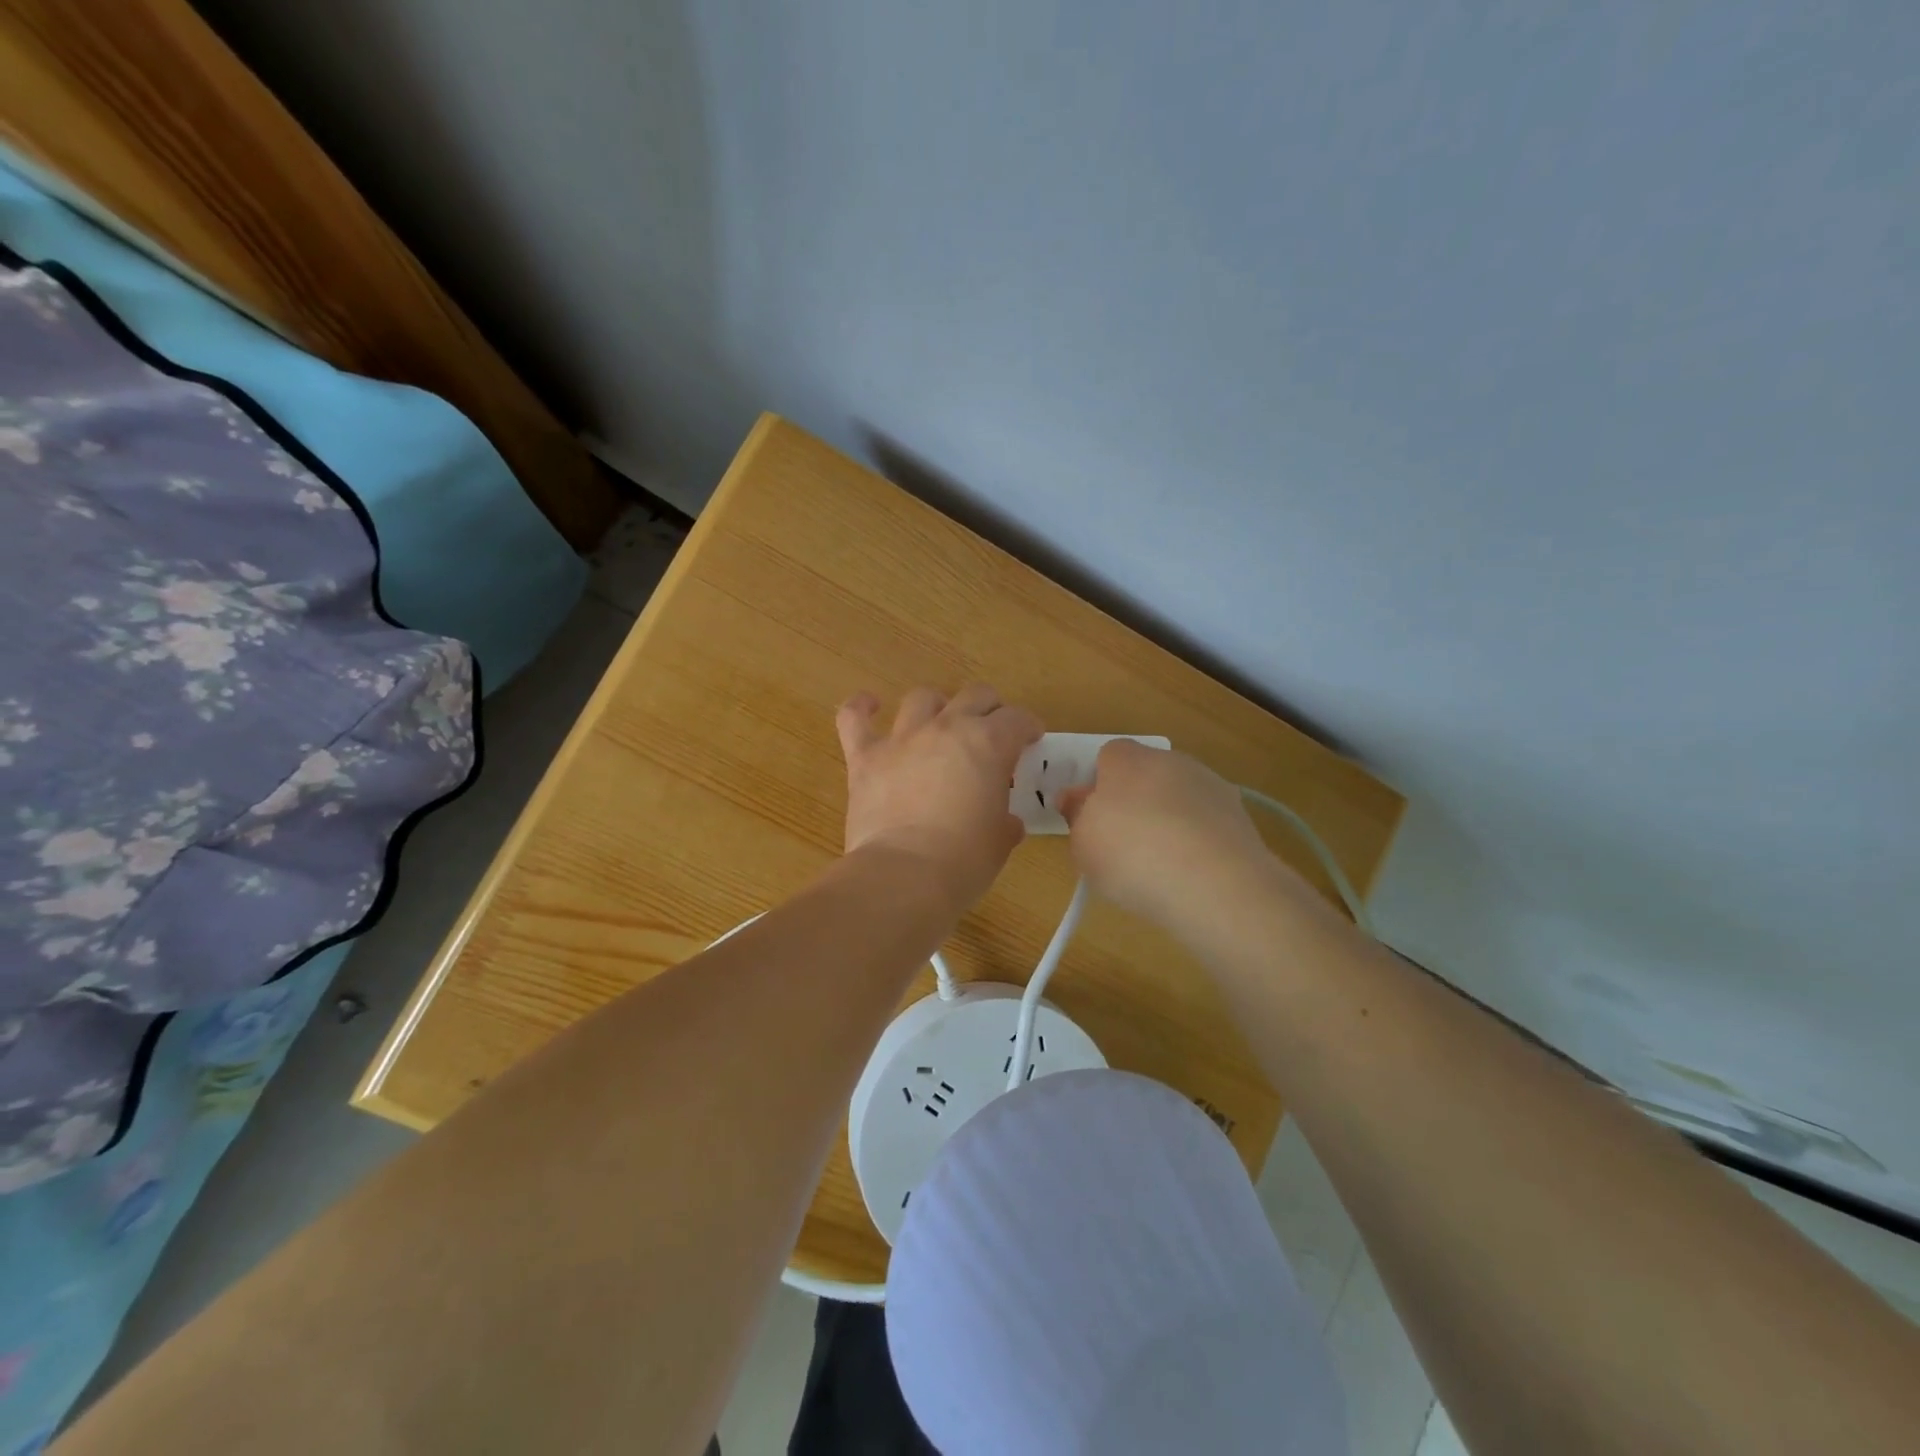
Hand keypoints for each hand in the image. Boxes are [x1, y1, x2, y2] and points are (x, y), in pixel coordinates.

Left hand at [837, 684, 1042, 906]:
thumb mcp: (1000, 840)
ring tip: (939, 722)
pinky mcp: (865, 757)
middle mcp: (947, 728)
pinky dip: (861, 708)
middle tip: (991, 731)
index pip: (1017, 719)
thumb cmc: (964, 860)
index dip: (1027, 727)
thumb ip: (1004, 821)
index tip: (1030, 740)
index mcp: (989, 744)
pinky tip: (868, 706)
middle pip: (974, 696)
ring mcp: (903, 738)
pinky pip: (855, 718)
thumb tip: (1005, 822)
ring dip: (936, 706)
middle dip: (989, 709)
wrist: (904, 874)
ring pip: (922, 698)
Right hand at [1057, 740, 1277, 929]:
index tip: (1092, 820)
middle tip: (1121, 844)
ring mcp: (1211, 785)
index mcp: (1127, 758)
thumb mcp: (1082, 841)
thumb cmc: (1131, 854)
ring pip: (1179, 798)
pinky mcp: (1241, 816)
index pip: (1107, 755)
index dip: (1097, 785)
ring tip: (1160, 866)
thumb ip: (1077, 814)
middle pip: (1146, 774)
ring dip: (1169, 820)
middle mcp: (1171, 760)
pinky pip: (1206, 824)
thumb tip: (1076, 797)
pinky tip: (1191, 874)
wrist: (1212, 883)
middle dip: (1134, 801)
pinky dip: (1197, 841)